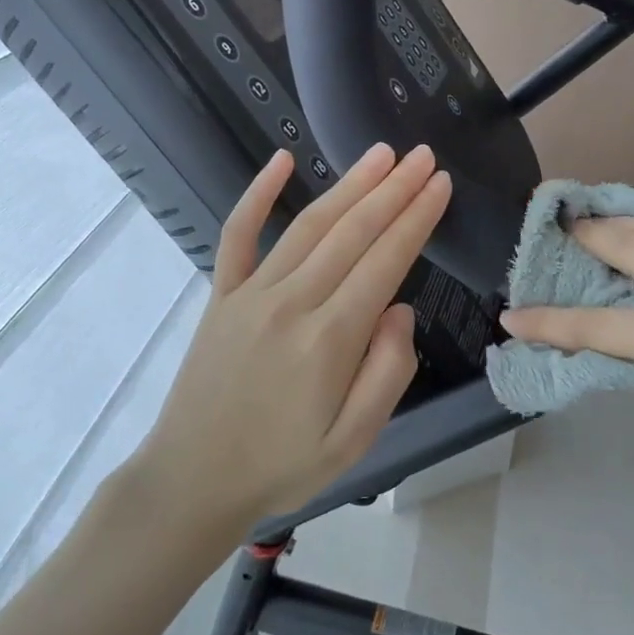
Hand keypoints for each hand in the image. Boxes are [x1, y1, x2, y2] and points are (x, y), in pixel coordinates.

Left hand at [140, 143, 450, 527]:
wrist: (192, 480)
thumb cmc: (282, 466)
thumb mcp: (355, 441)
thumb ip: (388, 372)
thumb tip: (400, 310)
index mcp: (330, 339)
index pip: (385, 262)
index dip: (417, 219)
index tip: (441, 185)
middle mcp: (292, 303)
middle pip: (352, 232)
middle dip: (394, 189)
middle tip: (423, 156)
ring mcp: (251, 293)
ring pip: (309, 225)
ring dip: (349, 185)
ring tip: (382, 154)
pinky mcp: (221, 295)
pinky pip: (238, 234)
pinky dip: (256, 193)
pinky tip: (281, 160)